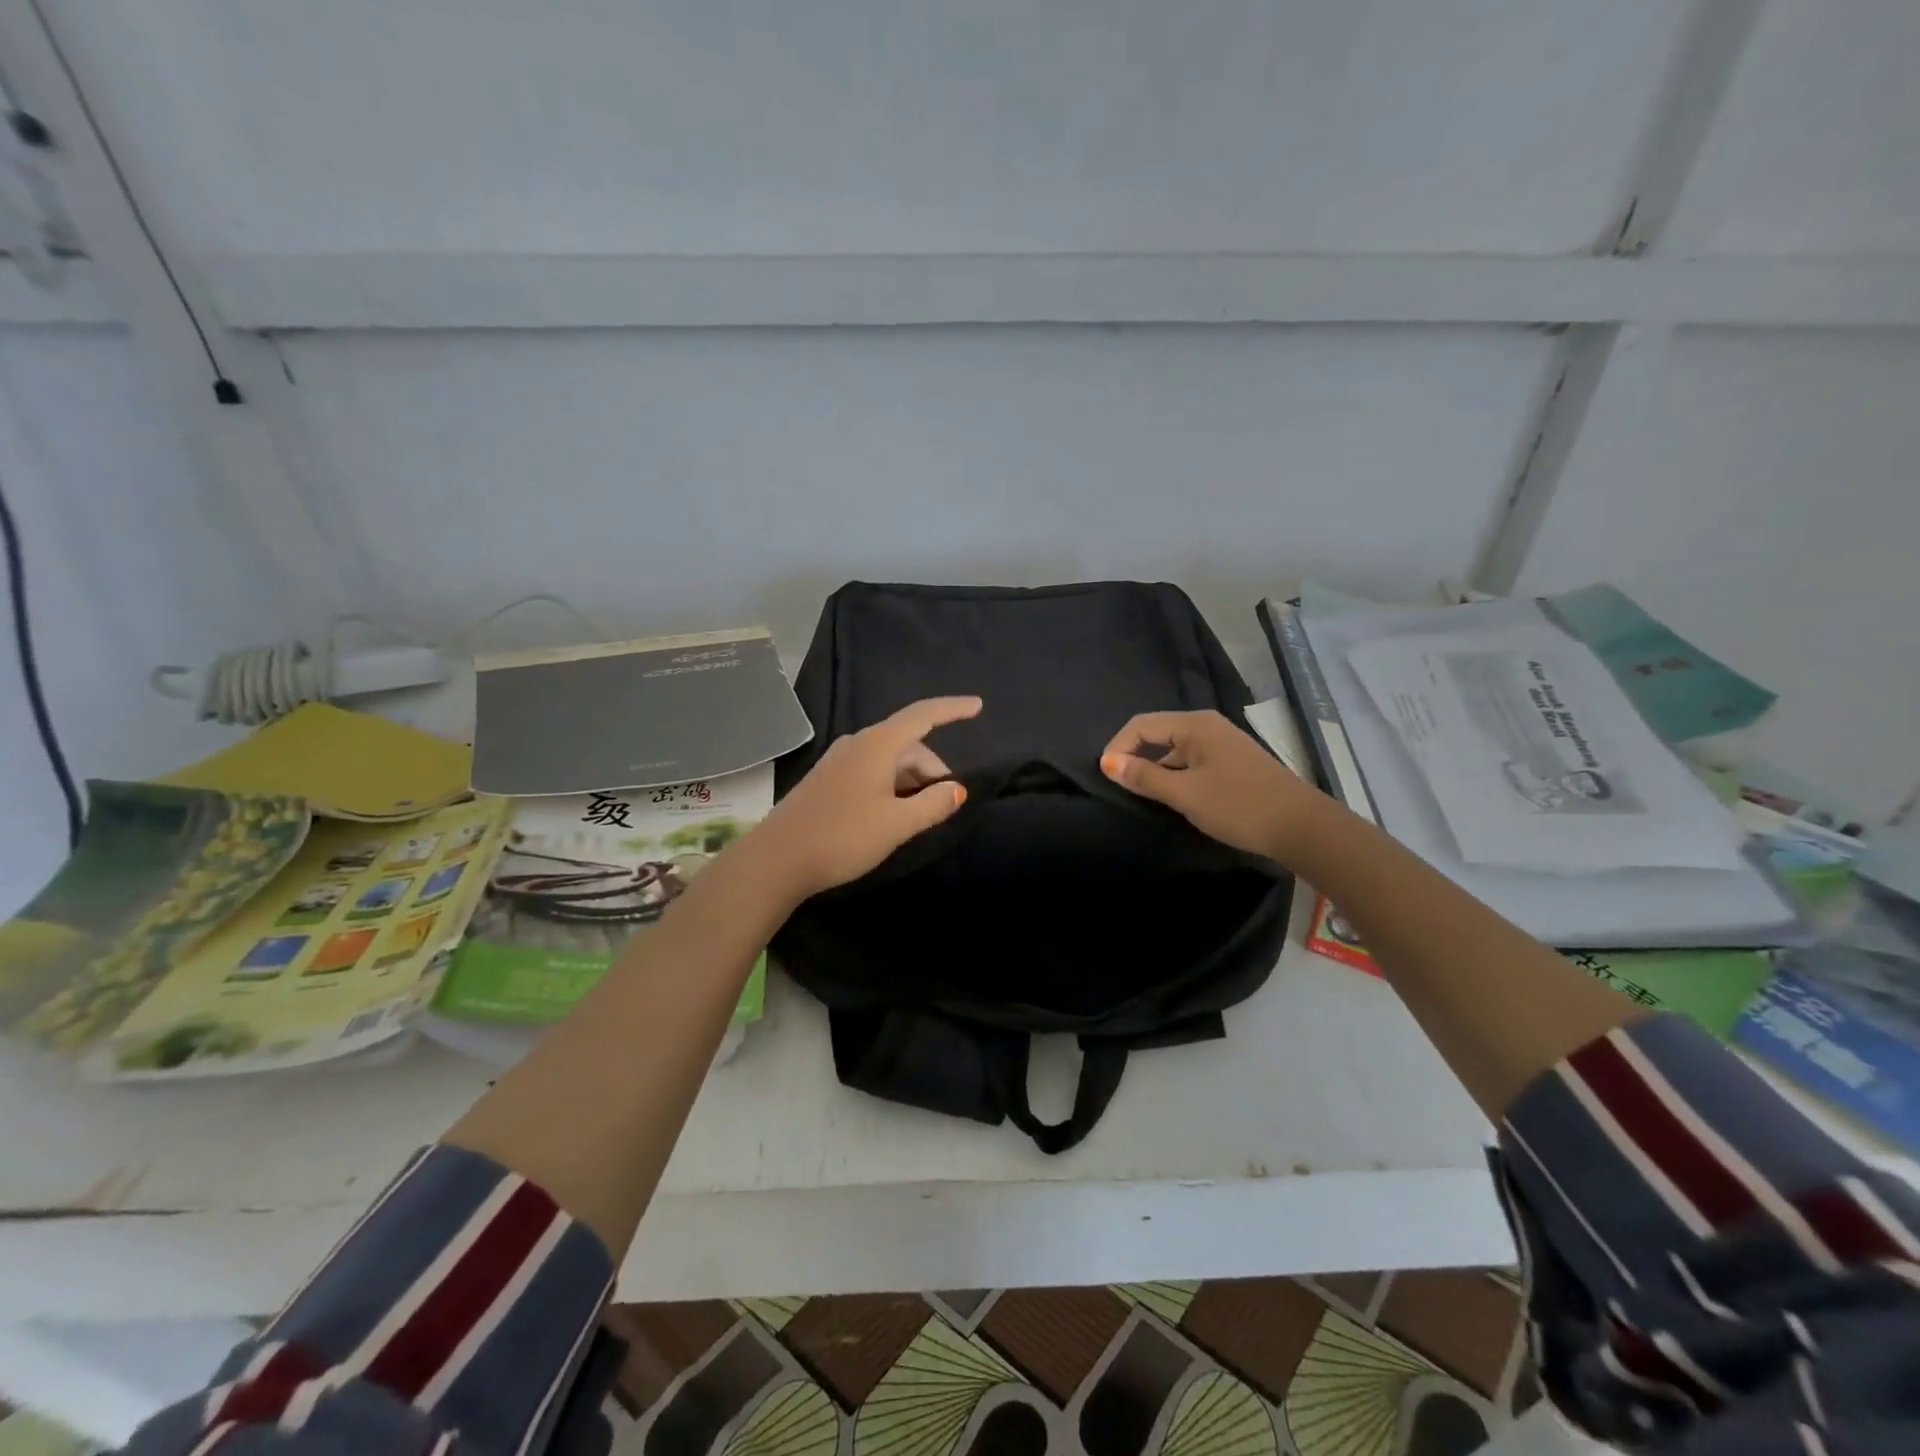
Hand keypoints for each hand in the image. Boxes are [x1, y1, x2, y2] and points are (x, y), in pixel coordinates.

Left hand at [753, 696, 980, 900]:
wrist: (777, 859)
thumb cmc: (843, 836)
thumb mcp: (897, 824)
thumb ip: (933, 804)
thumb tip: (957, 788)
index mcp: (877, 744)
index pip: (923, 715)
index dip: (952, 709)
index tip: (978, 706)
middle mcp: (858, 744)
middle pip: (908, 743)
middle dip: (932, 769)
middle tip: (945, 805)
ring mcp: (839, 761)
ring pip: (890, 760)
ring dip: (911, 781)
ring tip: (919, 815)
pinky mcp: (828, 780)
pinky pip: (872, 771)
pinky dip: (892, 786)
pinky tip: (893, 814)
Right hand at [1100, 710, 1322, 860]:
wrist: (1302, 827)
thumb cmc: (1239, 806)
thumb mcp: (1185, 794)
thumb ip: (1144, 777)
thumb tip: (1107, 762)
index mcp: (1195, 724)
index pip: (1140, 725)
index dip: (1117, 748)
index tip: (1105, 778)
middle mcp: (1207, 726)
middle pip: (1157, 733)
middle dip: (1134, 756)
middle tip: (1120, 788)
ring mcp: (1222, 743)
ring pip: (1174, 749)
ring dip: (1155, 768)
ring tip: (1143, 796)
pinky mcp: (1232, 762)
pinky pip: (1191, 761)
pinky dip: (1175, 775)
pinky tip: (1174, 798)